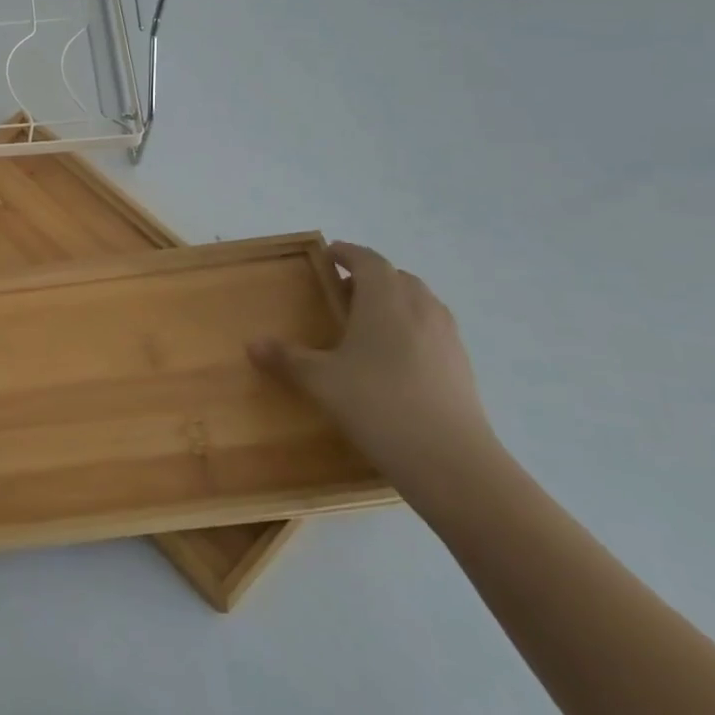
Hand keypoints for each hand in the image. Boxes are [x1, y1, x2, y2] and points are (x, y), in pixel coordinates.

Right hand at [249, 242, 496, 487]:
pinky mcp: (463, 365)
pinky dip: (413, 329)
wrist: (451, 461)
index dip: (347, 253)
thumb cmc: (378, 405)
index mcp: (384, 299)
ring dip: (395, 301)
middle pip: (396, 277)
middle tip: (343, 294)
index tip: (329, 256)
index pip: (368, 259)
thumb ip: (286, 358)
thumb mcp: (321, 381)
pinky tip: (395, 359)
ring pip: (420, 302)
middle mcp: (419, 308)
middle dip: (370, 277)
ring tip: (369, 324)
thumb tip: (252, 344)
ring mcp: (447, 336)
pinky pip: (433, 329)